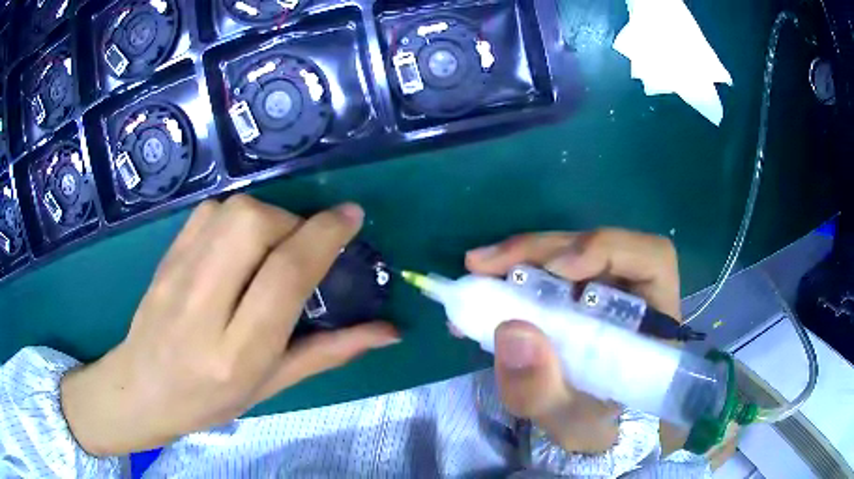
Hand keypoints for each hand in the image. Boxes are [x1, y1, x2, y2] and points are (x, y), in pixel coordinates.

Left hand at [60, 195, 398, 456]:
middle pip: (252, 225)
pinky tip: (239, 242)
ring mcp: (177, 275)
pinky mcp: (165, 255)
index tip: (351, 216)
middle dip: (291, 221)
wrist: (142, 387)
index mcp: (237, 351)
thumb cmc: (211, 400)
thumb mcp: (273, 384)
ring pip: (230, 211)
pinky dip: (236, 215)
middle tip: (302, 244)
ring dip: (266, 216)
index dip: (324, 236)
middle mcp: (203, 306)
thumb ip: (330, 352)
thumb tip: (389, 330)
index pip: (284, 275)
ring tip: (272, 245)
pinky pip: (209, 211)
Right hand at [465, 228, 680, 452]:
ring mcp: (606, 290)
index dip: (608, 249)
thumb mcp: (568, 422)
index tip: (558, 268)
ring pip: (569, 254)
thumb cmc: (597, 427)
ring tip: (479, 271)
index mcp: (654, 320)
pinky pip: (550, 272)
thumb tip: (510, 329)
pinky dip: (516, 274)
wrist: (595, 431)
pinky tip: (487, 288)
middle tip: (485, 263)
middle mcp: (635, 293)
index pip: (651, 259)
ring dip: (522, 258)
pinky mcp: (580, 295)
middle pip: (598, 247)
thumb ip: (543, 389)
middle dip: (542, 250)